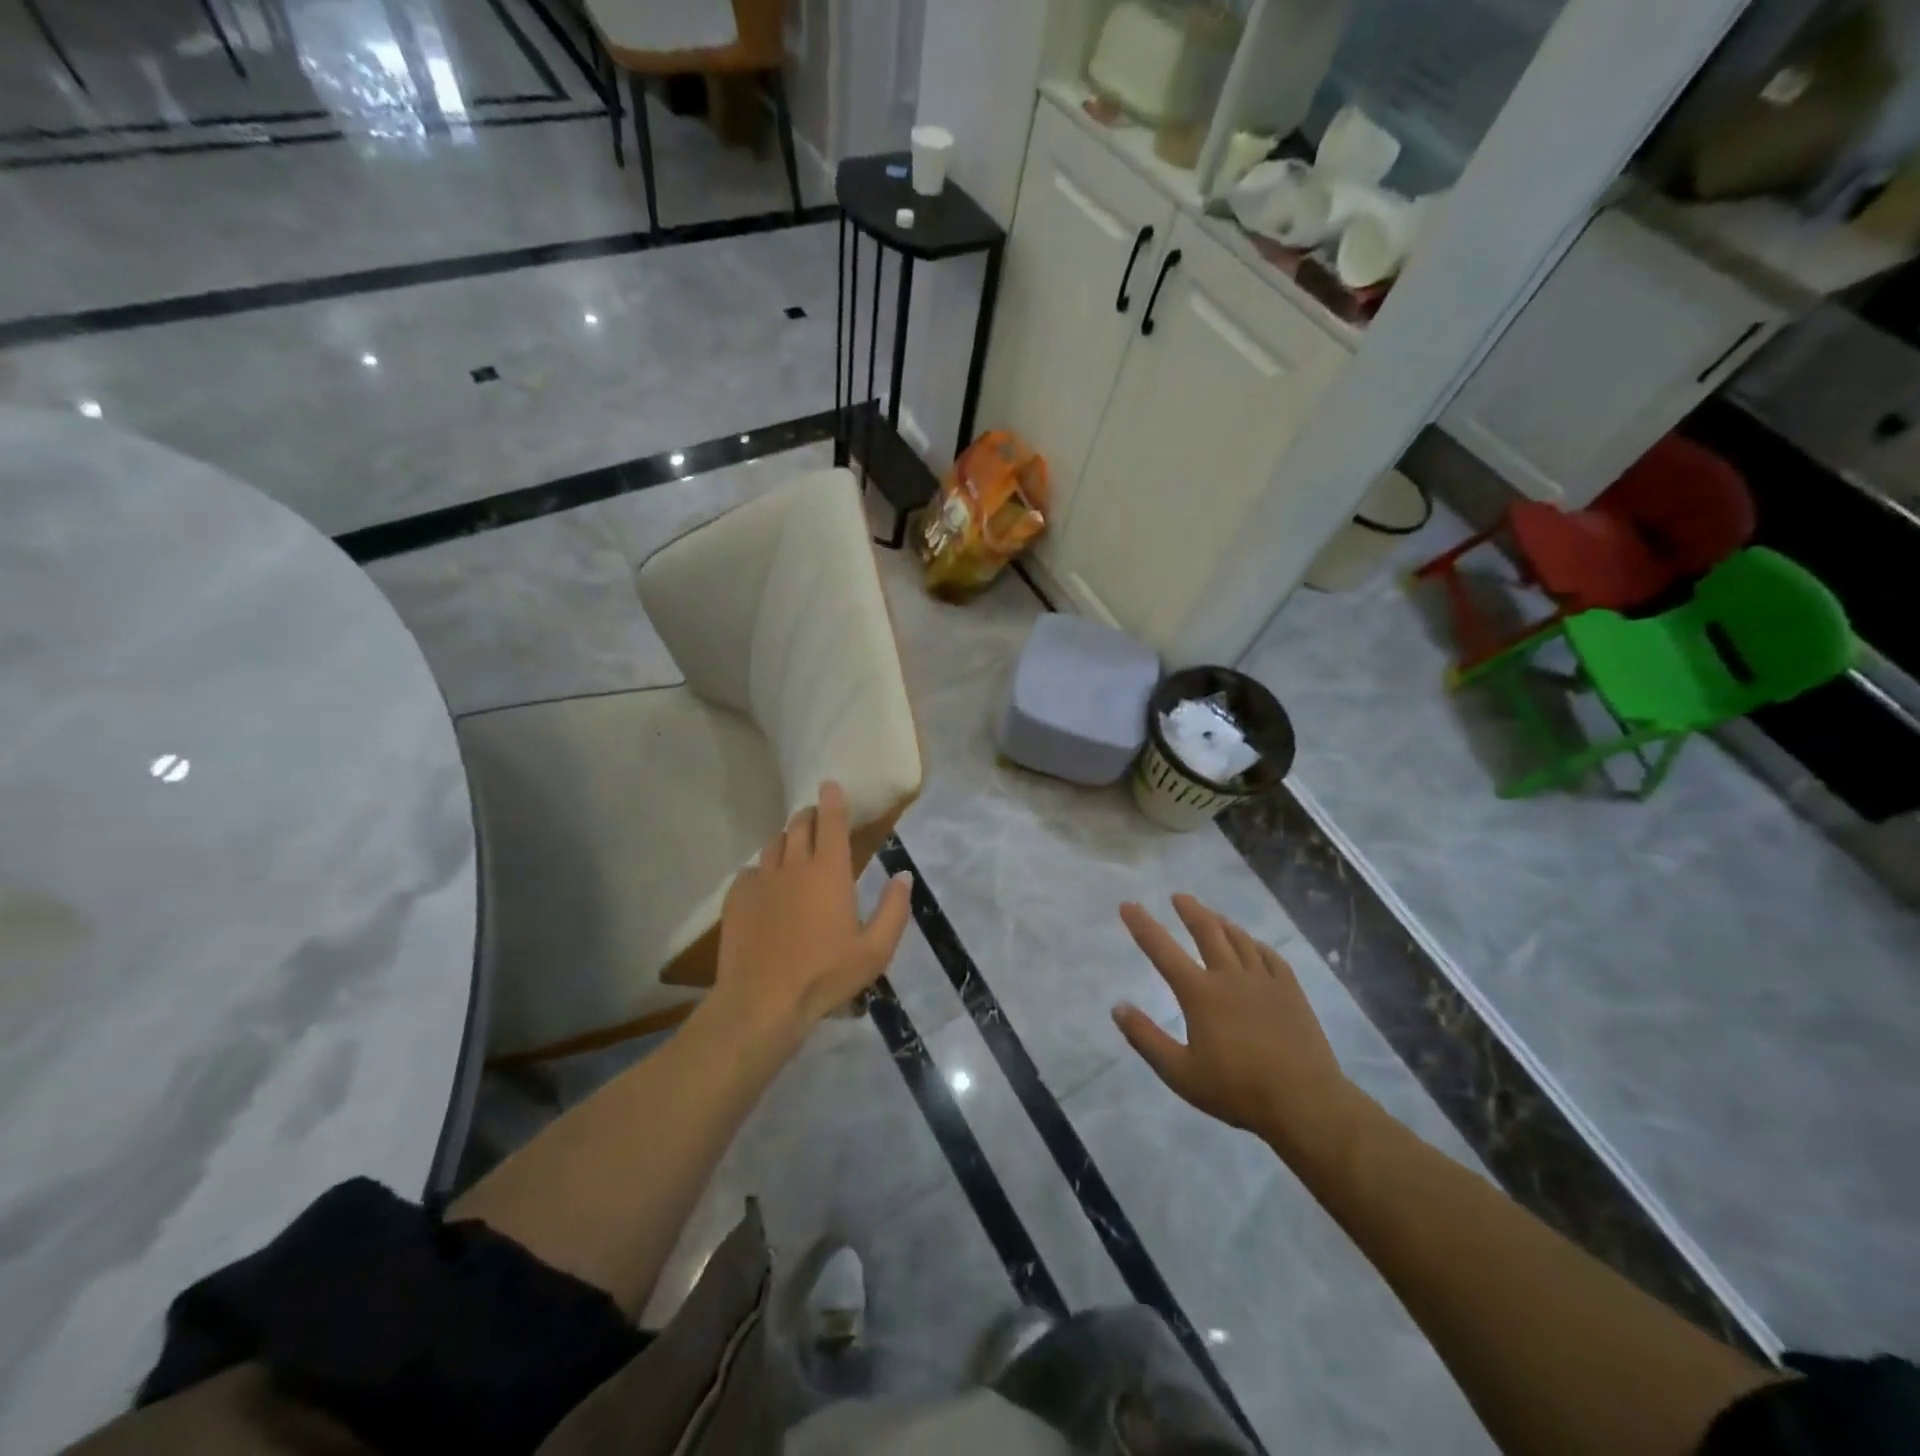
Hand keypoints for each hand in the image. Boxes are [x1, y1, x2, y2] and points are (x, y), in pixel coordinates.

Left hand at [710, 781, 912, 1042]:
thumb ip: (894, 909)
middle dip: (809, 815)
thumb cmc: (825, 975)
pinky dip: (762, 869)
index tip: (830, 784)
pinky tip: (766, 884)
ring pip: (773, 844)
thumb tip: (903, 877)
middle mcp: (794, 866)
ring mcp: (761, 880)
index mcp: (829, 871)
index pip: (831, 822)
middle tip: (817, 818)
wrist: (762, 1001)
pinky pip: (750, 871)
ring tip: (793, 846)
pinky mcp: (737, 899)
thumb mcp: (875, 950)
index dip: (833, 800)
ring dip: (786, 838)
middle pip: (799, 825)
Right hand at [1114, 895, 1365, 1167]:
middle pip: (1207, 931)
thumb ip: (1146, 1038)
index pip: (1162, 950)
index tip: (1128, 904)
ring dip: (1221, 922)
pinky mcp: (1291, 991)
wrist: (1306, 1102)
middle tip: (1179, 896)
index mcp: (1200, 993)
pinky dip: (1255, 944)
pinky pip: (1270, 955)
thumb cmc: (1237, 1090)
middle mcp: (1230, 976)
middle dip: (1190, 910)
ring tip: (1211, 915)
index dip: (1143, 925)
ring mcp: (1264, 980)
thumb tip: (1118, 1007)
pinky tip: (1253, 945)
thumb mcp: (1179, 1073)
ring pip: (1239, 939)